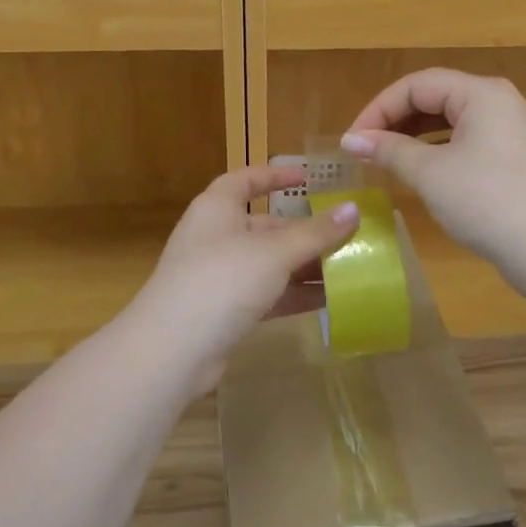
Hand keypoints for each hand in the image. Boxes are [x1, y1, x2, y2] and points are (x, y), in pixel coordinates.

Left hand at [129, 165, 358, 392]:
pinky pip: (265, 295)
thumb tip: (354, 209)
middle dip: (302, 231)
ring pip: (267, 263)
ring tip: (346, 268)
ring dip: (303, 266)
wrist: (172, 350)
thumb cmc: (222, 280)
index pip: (246, 180)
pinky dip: (292, 295)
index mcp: (217, 208)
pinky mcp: (223, 311)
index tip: (307, 178)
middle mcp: (215, 236)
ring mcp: (217, 276)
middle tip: (343, 234)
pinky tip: (327, 301)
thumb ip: (316, 232)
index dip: (274, 176)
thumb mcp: (275, 252)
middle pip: (263, 225)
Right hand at [342, 69, 525, 290]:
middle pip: (434, 97)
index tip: (352, 141)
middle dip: (395, 120)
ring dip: (414, 136)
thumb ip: (389, 150)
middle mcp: (497, 102)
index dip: (379, 109)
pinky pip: (465, 141)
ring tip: (385, 160)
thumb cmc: (487, 202)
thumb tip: (351, 140)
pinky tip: (420, 172)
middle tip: (365, 149)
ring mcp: (509, 130)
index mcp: (480, 93)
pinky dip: (437, 151)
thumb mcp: (430, 174)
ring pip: (449, 121)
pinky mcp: (513, 157)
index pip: (416, 84)